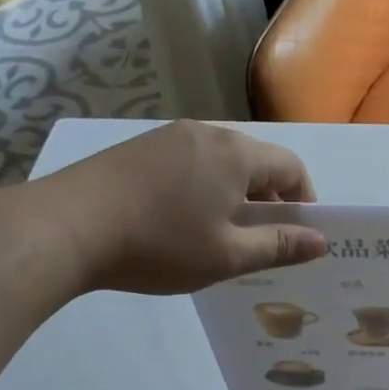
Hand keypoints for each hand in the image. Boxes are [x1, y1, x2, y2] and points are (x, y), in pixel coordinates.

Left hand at [46, 122, 326, 294]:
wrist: (67, 226)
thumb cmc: (159, 244)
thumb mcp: (226, 255)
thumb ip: (278, 246)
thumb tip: (321, 241)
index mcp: (236, 154)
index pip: (291, 166)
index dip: (304, 198)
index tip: (299, 232)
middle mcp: (207, 133)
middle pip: (256, 159)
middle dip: (269, 195)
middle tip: (262, 236)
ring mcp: (169, 136)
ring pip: (220, 159)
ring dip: (234, 190)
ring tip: (220, 229)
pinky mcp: (139, 146)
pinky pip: (189, 160)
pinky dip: (202, 184)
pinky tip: (181, 216)